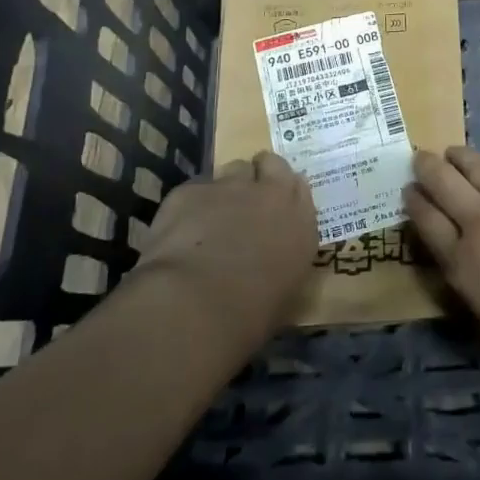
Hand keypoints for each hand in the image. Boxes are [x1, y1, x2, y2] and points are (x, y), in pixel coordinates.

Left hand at [134, 151, 317, 341]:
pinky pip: (194, 189)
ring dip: (226, 187)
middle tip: (245, 199)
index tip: (273, 205)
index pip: (299, 187)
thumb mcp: (283, 291)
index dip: (283, 192)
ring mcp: (230, 187)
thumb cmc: (249, 315)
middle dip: (259, 175)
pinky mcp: (190, 190)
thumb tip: (269, 264)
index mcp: (300, 223)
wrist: (196, 304)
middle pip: (270, 164)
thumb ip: (281, 261)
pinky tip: (179, 231)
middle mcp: (271, 195)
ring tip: (211, 215)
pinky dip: (189, 205)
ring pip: (232, 170)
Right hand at [404, 146, 479, 381]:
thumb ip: (477, 289)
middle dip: (428, 168)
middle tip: (420, 157)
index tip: (407, 190)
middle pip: (446, 184)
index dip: (414, 203)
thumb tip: (472, 272)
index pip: (428, 222)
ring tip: (454, 152)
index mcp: (463, 263)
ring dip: (463, 157)